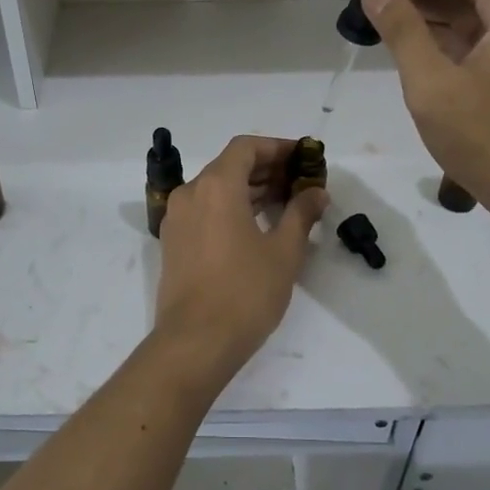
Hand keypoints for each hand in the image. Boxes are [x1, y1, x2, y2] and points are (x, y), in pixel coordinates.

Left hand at [153, 136, 328, 377]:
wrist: (195, 342)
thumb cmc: (245, 292)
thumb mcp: (284, 252)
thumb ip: (301, 214)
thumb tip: (316, 192)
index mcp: (216, 186)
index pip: (246, 147)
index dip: (278, 148)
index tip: (304, 158)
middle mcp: (190, 193)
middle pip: (230, 166)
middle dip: (266, 169)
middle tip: (301, 182)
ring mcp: (177, 218)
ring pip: (216, 188)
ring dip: (249, 189)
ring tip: (285, 203)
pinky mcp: (173, 242)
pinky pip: (204, 210)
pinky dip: (230, 207)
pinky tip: (257, 226)